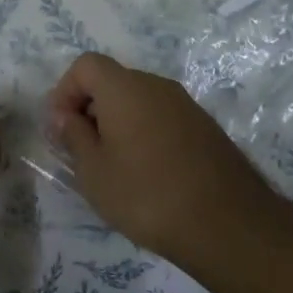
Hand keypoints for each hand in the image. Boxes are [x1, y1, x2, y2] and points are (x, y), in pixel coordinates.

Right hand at [48, 52, 275, 272]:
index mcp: (124, 88)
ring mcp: (186, 106)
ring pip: (139, 101)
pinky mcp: (206, 129)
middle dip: (90, 109)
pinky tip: (147, 174)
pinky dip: (145, 134)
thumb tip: (65, 116)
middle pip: (112, 81)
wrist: (230, 227)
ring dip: (118, 123)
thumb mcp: (93, 171)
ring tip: (114, 166)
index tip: (61, 128)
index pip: (85, 65)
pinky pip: (162, 119)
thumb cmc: (147, 195)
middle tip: (82, 151)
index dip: (65, 91)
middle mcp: (157, 86)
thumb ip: (73, 135)